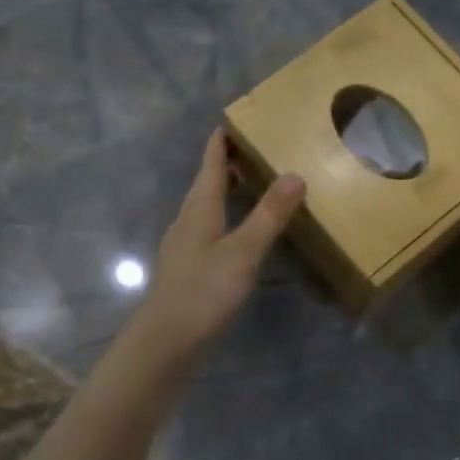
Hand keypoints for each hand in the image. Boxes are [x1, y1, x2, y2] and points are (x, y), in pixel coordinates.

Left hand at [138, 130, 305, 356]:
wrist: (165, 342)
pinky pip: (211, 228)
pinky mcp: (189, 267)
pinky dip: (229, 217)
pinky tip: (243, 231)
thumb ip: (268, 215)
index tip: (239, 117)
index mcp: (199, 208)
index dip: (223, 140)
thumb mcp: (242, 252)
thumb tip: (294, 174)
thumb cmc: (203, 292)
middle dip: (230, 162)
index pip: (211, 162)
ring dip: (229, 190)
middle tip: (261, 147)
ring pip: (209, 206)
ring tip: (257, 183)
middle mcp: (189, 220)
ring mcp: (186, 244)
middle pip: (208, 182)